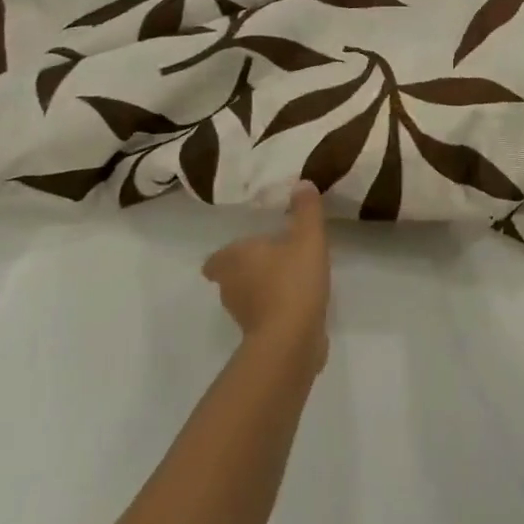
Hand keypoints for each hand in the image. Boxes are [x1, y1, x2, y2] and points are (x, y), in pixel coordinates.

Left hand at [203, 183, 330, 371]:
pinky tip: (297, 301)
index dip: (226, 254)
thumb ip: (306, 209)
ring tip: (288, 276)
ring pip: (246, 296)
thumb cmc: (293, 281)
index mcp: (235, 259)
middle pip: (230, 275)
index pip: (216, 258)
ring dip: (261, 288)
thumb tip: (302, 183)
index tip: (245, 248)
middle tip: (271, 256)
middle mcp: (231, 286)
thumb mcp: (308, 237)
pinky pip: (263, 315)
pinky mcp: (258, 336)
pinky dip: (274, 308)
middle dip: (247, 268)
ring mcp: (242, 315)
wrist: (292, 340)